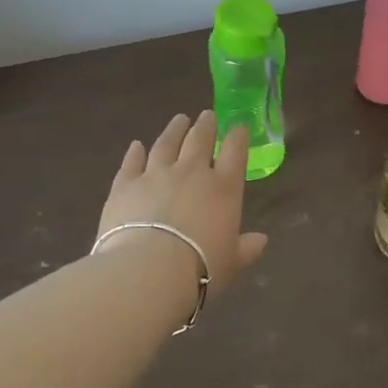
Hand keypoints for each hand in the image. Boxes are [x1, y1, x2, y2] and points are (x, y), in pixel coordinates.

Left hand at [99, 111, 268, 290]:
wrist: (148, 271)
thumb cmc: (200, 268)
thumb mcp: (232, 263)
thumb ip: (246, 248)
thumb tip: (261, 241)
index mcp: (224, 188)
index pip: (235, 152)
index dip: (238, 137)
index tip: (238, 127)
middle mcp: (192, 172)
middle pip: (200, 140)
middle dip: (206, 126)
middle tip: (207, 116)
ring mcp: (156, 174)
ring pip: (167, 144)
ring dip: (174, 130)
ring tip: (179, 120)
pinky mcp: (125, 184)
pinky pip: (132, 162)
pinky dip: (135, 152)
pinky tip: (136, 145)